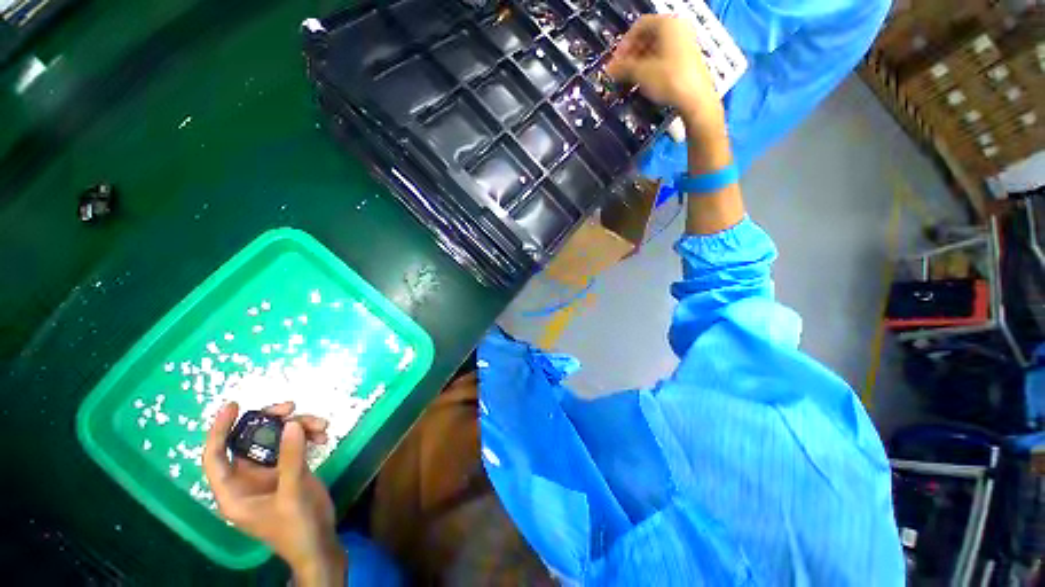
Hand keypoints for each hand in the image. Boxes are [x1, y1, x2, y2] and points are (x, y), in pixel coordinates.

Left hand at [203, 401, 346, 585]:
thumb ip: (291, 459)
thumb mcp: (292, 494)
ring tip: (321, 426)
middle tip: (291, 408)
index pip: (215, 457)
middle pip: (250, 441)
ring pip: (276, 439)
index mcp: (234, 492)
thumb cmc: (296, 527)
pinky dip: (308, 436)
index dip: (219, 430)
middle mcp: (247, 479)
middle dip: (270, 422)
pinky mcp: (288, 470)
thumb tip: (292, 424)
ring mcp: (269, 474)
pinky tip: (323, 436)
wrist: (319, 542)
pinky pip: (294, 444)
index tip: (233, 405)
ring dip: (298, 427)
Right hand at [606, 15, 724, 134]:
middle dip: (631, 54)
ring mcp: (685, 43)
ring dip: (640, 62)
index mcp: (668, 23)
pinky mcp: (687, 59)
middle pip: (648, 36)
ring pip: (656, 48)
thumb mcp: (641, 73)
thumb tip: (609, 68)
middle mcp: (678, 28)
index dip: (624, 43)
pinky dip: (651, 67)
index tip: (616, 60)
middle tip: (621, 70)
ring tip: (631, 79)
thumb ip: (623, 68)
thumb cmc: (671, 80)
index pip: (639, 26)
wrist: (695, 99)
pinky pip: (664, 58)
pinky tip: (644, 82)